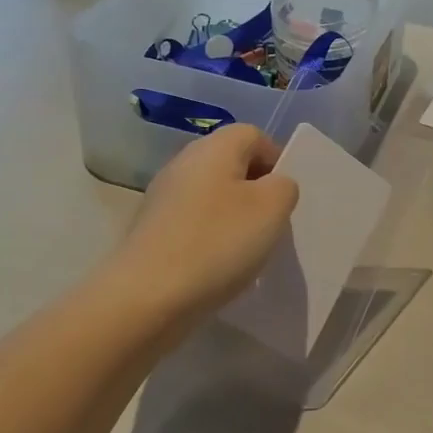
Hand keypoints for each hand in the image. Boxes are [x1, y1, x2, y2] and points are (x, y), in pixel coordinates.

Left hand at [105, 125, 298, 327]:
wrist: (146, 296)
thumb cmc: (217, 243)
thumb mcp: (272, 209)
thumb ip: (284, 187)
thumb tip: (274, 185)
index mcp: (214, 148)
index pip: (254, 135)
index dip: (277, 160)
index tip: (287, 198)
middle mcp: (184, 163)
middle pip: (231, 164)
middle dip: (256, 190)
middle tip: (271, 224)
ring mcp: (163, 196)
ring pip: (212, 195)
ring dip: (234, 217)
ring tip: (247, 249)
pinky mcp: (152, 229)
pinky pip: (194, 222)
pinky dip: (211, 237)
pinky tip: (218, 266)